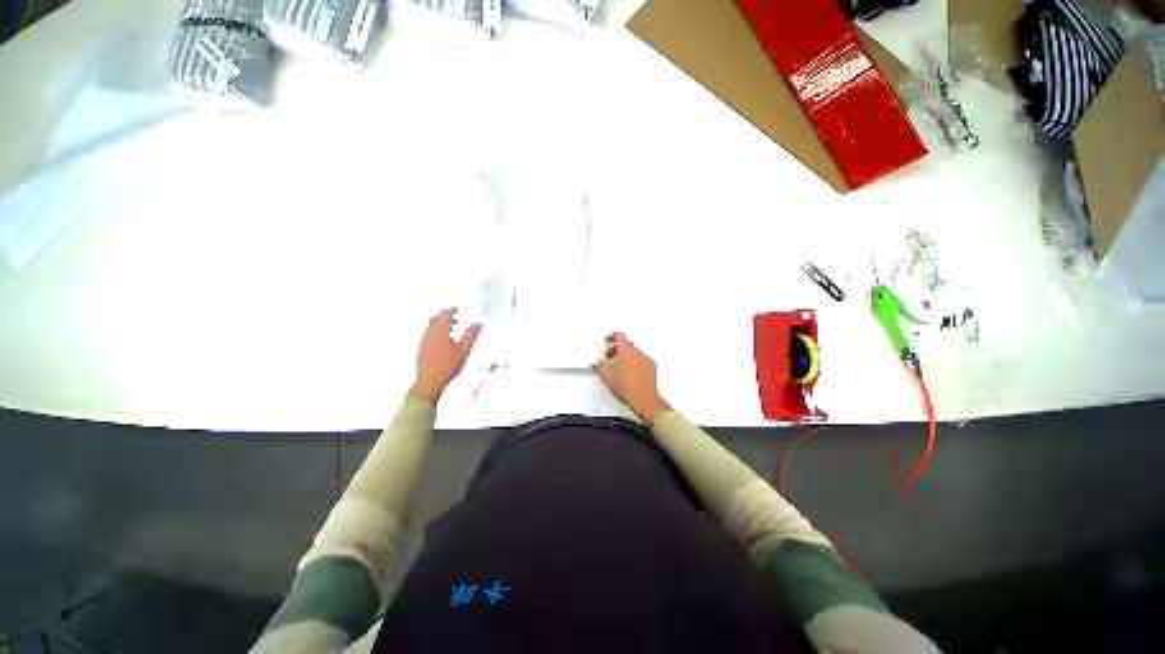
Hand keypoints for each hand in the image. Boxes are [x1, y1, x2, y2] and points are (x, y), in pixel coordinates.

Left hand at [409, 308, 481, 403]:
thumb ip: (472, 335)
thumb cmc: (446, 366)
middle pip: (435, 319)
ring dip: (440, 325)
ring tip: (450, 328)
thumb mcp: (465, 349)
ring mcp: (423, 342)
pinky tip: (442, 342)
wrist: (429, 381)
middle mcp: (429, 333)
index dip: (451, 310)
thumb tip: (478, 324)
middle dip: (444, 316)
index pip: (445, 315)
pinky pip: (428, 336)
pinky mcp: (421, 350)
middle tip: (452, 315)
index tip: (455, 308)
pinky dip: (435, 333)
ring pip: (431, 327)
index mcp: (440, 330)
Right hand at [593, 332, 670, 424]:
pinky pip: (642, 360)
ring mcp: (645, 359)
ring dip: (627, 356)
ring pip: (635, 352)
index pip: (619, 336)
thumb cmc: (628, 388)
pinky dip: (636, 362)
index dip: (612, 336)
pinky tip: (631, 373)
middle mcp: (637, 353)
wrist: (644, 399)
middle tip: (611, 355)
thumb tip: (598, 365)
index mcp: (625, 351)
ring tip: (620, 367)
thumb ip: (600, 367)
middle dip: (618, 348)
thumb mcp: (607, 377)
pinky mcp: (651, 367)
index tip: (609, 340)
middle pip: (627, 343)